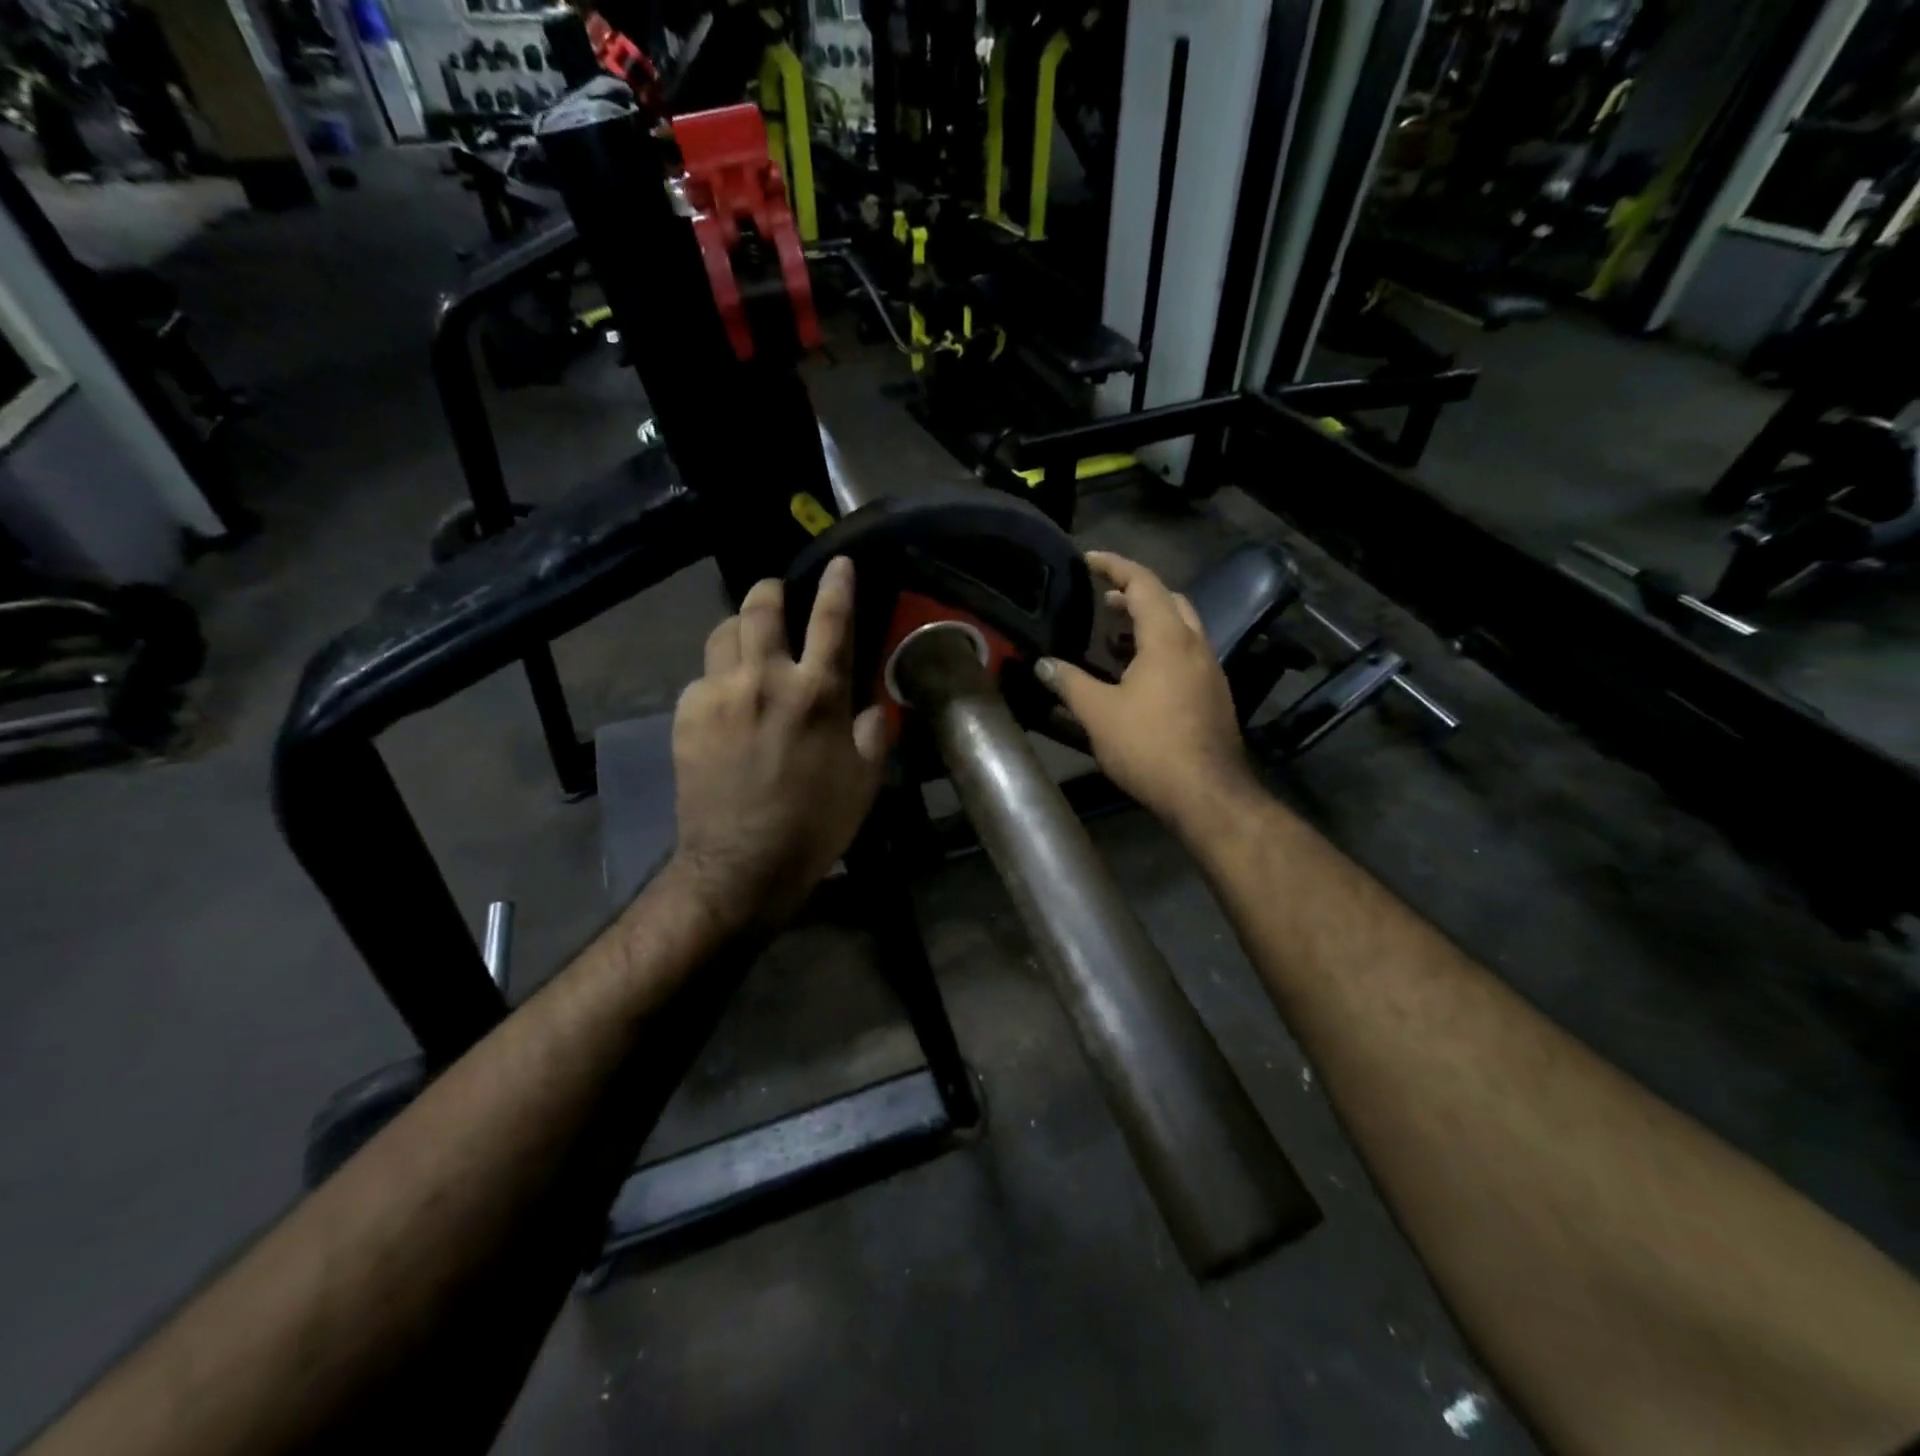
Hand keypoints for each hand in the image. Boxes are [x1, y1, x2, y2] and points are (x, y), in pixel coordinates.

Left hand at [667, 557, 887, 934]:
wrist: (741, 863)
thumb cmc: (814, 824)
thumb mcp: (865, 781)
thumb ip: (871, 732)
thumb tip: (867, 704)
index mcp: (817, 693)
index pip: (831, 620)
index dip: (838, 584)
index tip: (839, 563)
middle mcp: (765, 679)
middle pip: (761, 608)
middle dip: (771, 590)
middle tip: (777, 594)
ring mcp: (719, 693)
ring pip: (722, 632)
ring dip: (739, 627)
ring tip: (748, 642)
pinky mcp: (686, 714)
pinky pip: (702, 677)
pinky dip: (719, 678)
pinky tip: (726, 702)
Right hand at [1036, 551, 1255, 830]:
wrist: (1207, 793)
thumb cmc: (1150, 746)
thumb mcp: (1099, 713)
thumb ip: (1069, 683)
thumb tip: (1043, 664)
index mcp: (1168, 639)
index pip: (1144, 583)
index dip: (1115, 566)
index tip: (1088, 559)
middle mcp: (1196, 646)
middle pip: (1170, 600)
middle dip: (1137, 593)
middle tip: (1104, 601)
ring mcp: (1210, 671)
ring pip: (1182, 628)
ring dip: (1150, 622)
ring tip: (1114, 636)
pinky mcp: (1214, 695)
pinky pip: (1186, 655)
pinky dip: (1161, 648)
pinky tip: (1137, 675)